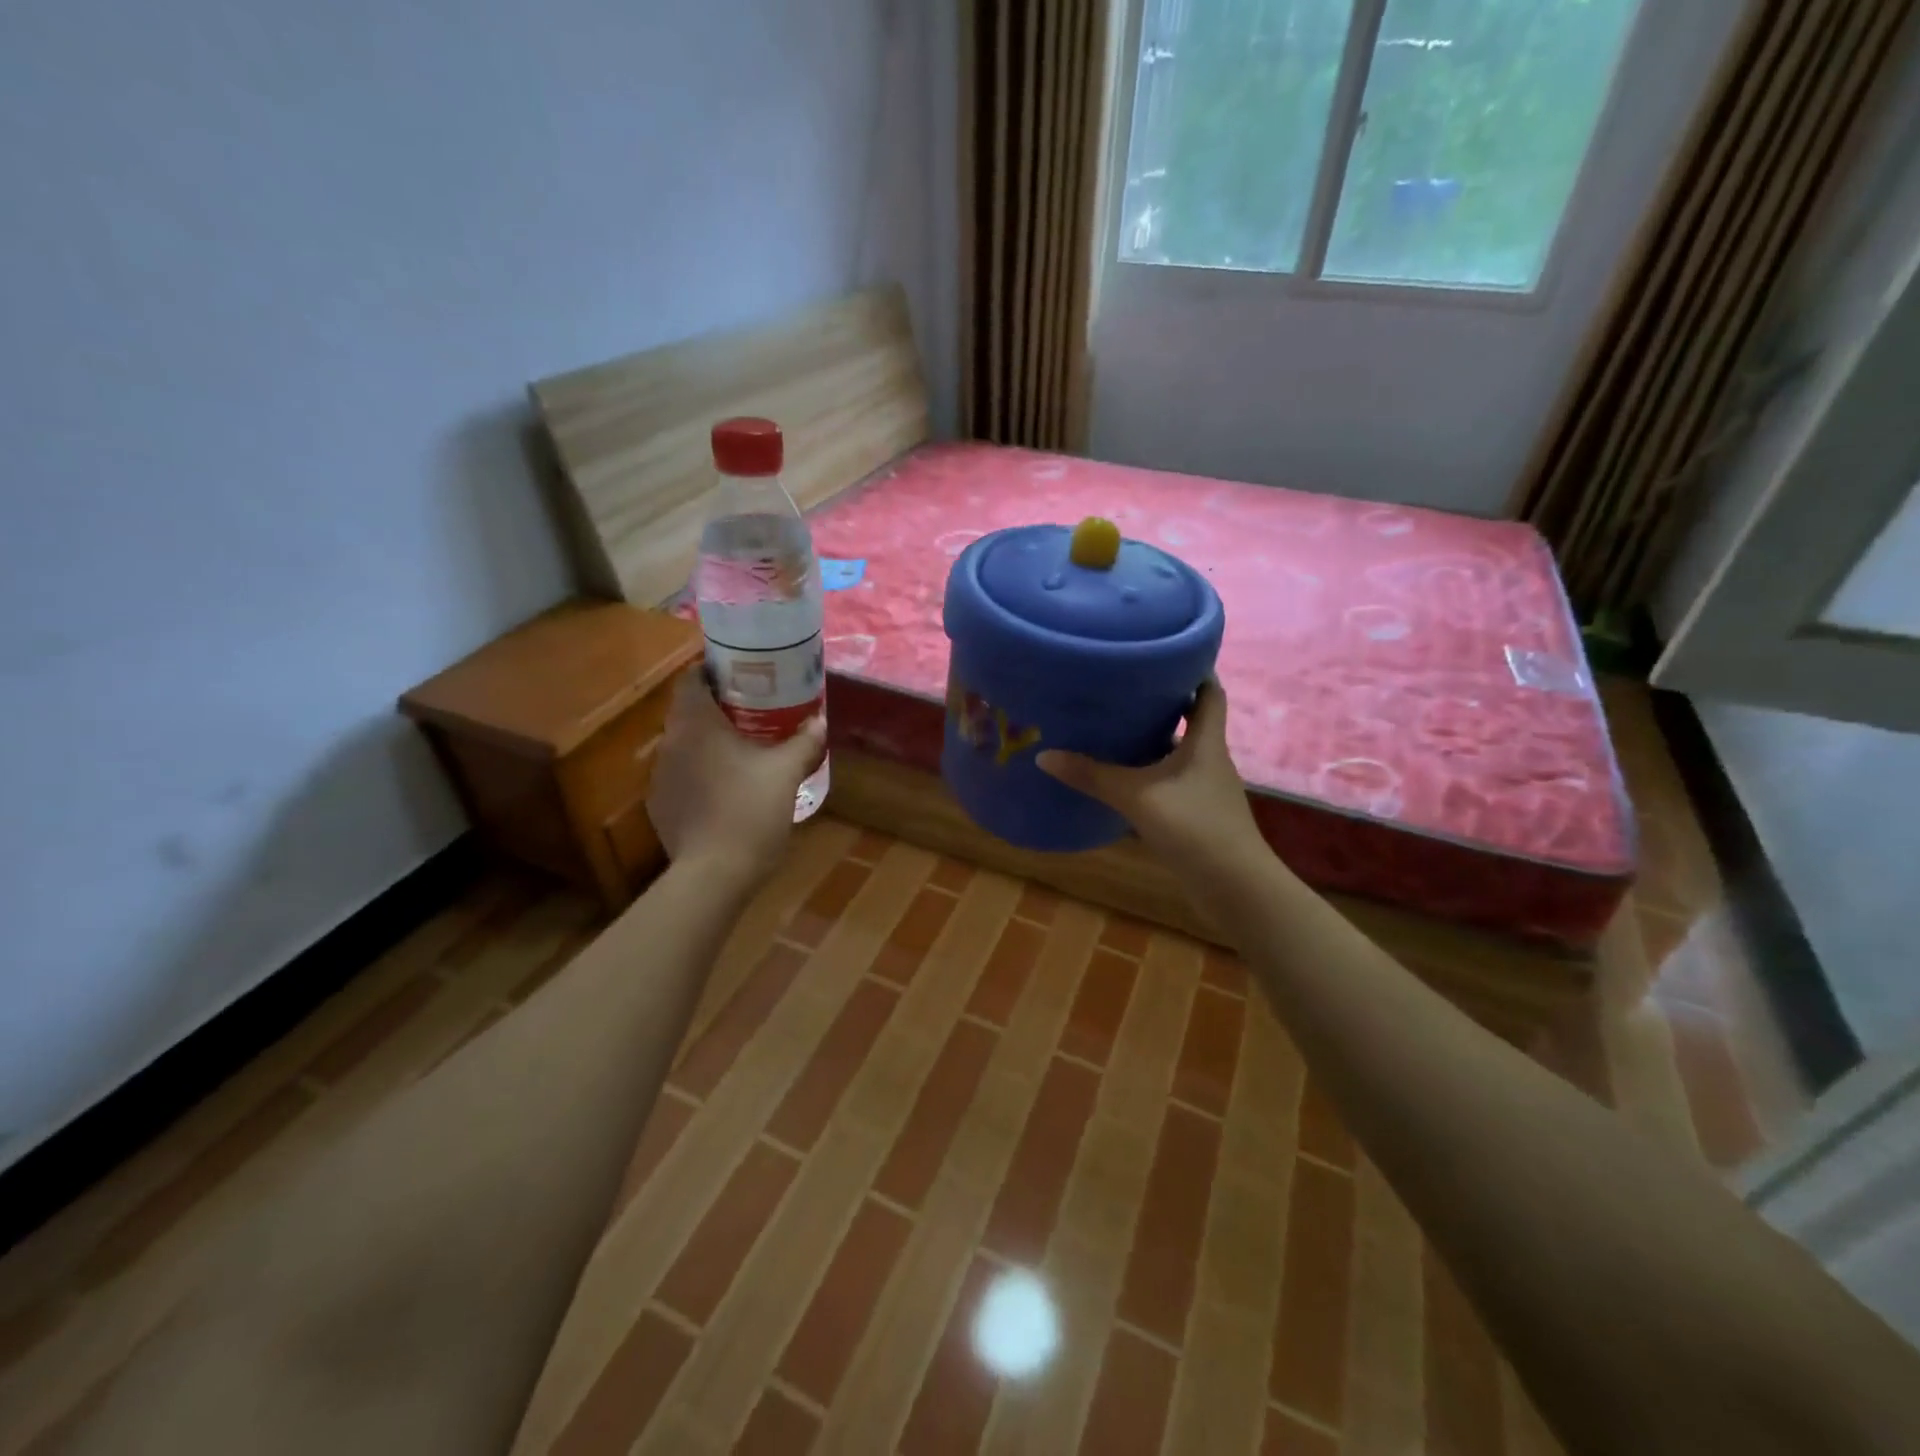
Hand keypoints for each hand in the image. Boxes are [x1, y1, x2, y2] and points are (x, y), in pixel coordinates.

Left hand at [647, 667, 826, 890]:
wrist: (714, 873)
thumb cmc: (750, 811)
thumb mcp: (785, 773)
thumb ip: (803, 742)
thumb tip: (819, 719)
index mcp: (695, 724)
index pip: (691, 679)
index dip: (713, 671)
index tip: (741, 675)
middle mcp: (670, 743)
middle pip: (688, 712)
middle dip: (718, 707)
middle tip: (753, 711)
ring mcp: (659, 776)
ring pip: (684, 745)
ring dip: (708, 741)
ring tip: (741, 749)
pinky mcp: (660, 805)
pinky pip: (681, 775)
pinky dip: (700, 772)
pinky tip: (725, 788)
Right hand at [1037, 680, 1266, 876]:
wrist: (1234, 887)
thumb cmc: (1194, 827)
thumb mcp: (1137, 796)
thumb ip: (1092, 776)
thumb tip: (1044, 755)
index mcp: (1206, 743)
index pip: (1210, 693)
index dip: (1196, 670)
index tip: (1168, 653)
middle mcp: (1211, 760)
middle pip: (1194, 721)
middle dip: (1165, 703)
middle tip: (1125, 688)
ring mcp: (1207, 790)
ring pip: (1181, 754)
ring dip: (1157, 741)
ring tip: (1117, 728)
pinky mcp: (1200, 816)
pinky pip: (1173, 782)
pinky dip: (1153, 774)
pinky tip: (1125, 780)